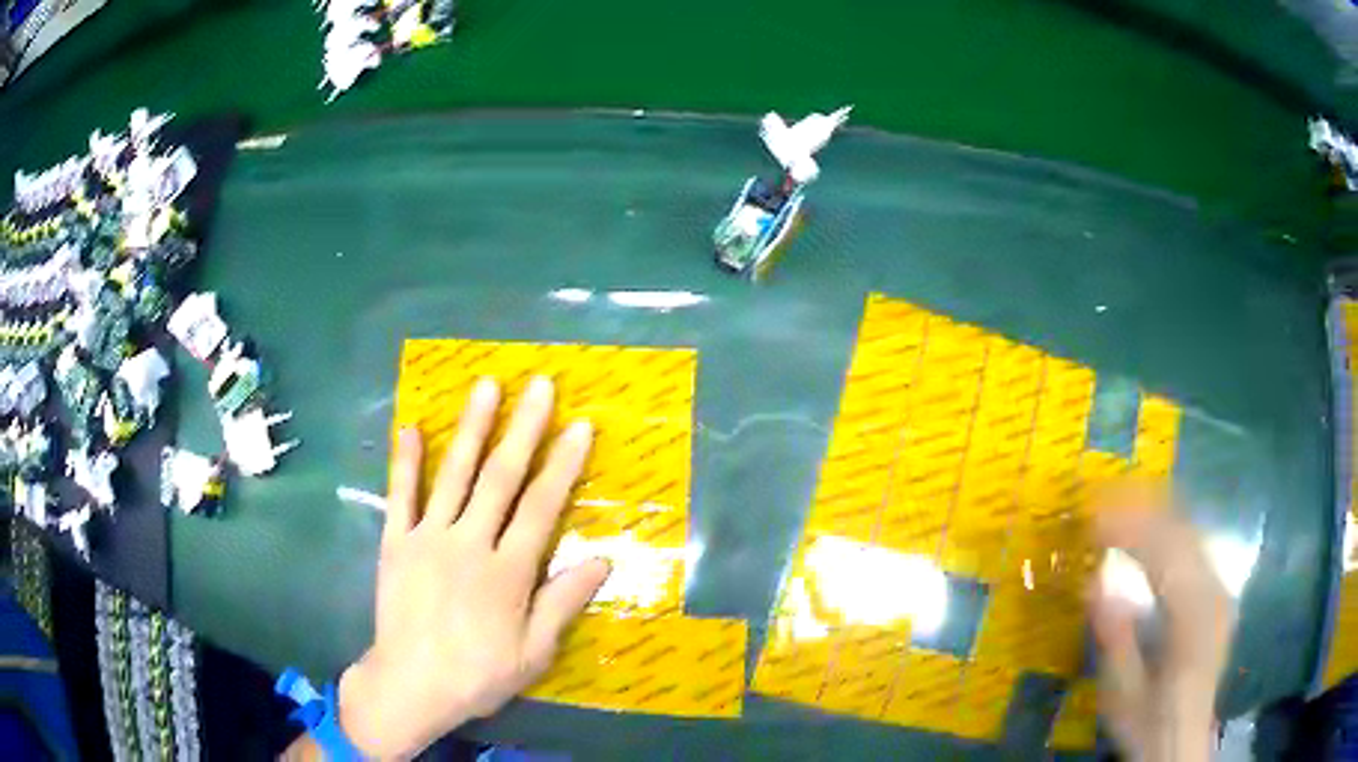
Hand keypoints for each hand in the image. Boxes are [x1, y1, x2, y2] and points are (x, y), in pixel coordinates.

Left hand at [339, 377, 611, 758]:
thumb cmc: (477, 674)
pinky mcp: (396, 542)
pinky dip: (406, 461)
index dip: (562, 465)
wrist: (410, 685)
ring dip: (472, 428)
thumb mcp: (533, 653)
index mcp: (507, 572)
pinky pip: (400, 496)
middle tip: (540, 386)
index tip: (580, 426)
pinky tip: (412, 428)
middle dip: (524, 429)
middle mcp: (469, 543)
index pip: (541, 508)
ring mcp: (428, 538)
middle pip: (501, 478)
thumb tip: (602, 561)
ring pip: (454, 475)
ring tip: (487, 386)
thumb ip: (563, 603)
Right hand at [1090, 487, 1233, 761]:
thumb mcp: (1122, 693)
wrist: (1181, 740)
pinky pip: (1194, 547)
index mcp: (1193, 619)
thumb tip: (1094, 582)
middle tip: (1099, 499)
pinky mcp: (1217, 592)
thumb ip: (1115, 638)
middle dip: (1140, 509)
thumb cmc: (1148, 721)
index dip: (1128, 529)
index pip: (1165, 554)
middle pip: (1181, 533)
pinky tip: (1148, 529)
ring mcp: (1220, 588)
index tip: (1091, 516)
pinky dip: (1168, 530)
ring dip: (1154, 513)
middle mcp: (1214, 592)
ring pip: (1191, 533)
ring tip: (1118, 503)